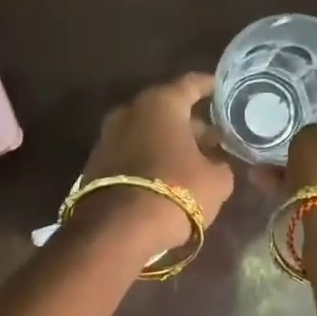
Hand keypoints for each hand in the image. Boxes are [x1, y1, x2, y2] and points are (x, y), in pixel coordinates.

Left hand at [77, 73, 236, 255]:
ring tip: (190, 161)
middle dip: (189, 123)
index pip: (191, 84)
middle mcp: (129, 111)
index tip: (221, 90)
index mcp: (161, 104)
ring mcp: (107, 137)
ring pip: (146, 132)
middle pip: (165, 110)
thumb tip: (214, 161)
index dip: (210, 87)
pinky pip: (130, 153)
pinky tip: (163, 176)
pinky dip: (147, 159)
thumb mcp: (216, 181)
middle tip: (211, 138)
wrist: (117, 230)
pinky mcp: (95, 164)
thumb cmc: (176, 193)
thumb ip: (220, 164)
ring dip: (166, 143)